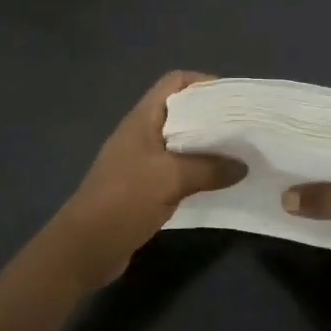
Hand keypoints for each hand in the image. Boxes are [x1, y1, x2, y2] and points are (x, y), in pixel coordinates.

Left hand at [46, 71, 246, 289]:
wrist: (85, 247)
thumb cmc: (124, 200)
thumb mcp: (170, 179)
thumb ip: (209, 168)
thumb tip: (243, 165)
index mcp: (143, 119)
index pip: (174, 82)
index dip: (203, 82)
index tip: (233, 98)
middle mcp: (143, 134)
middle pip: (181, 113)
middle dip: (212, 117)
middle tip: (245, 128)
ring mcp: (142, 162)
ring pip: (181, 144)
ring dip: (208, 148)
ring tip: (240, 154)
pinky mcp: (144, 188)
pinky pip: (178, 171)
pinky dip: (198, 173)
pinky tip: (221, 183)